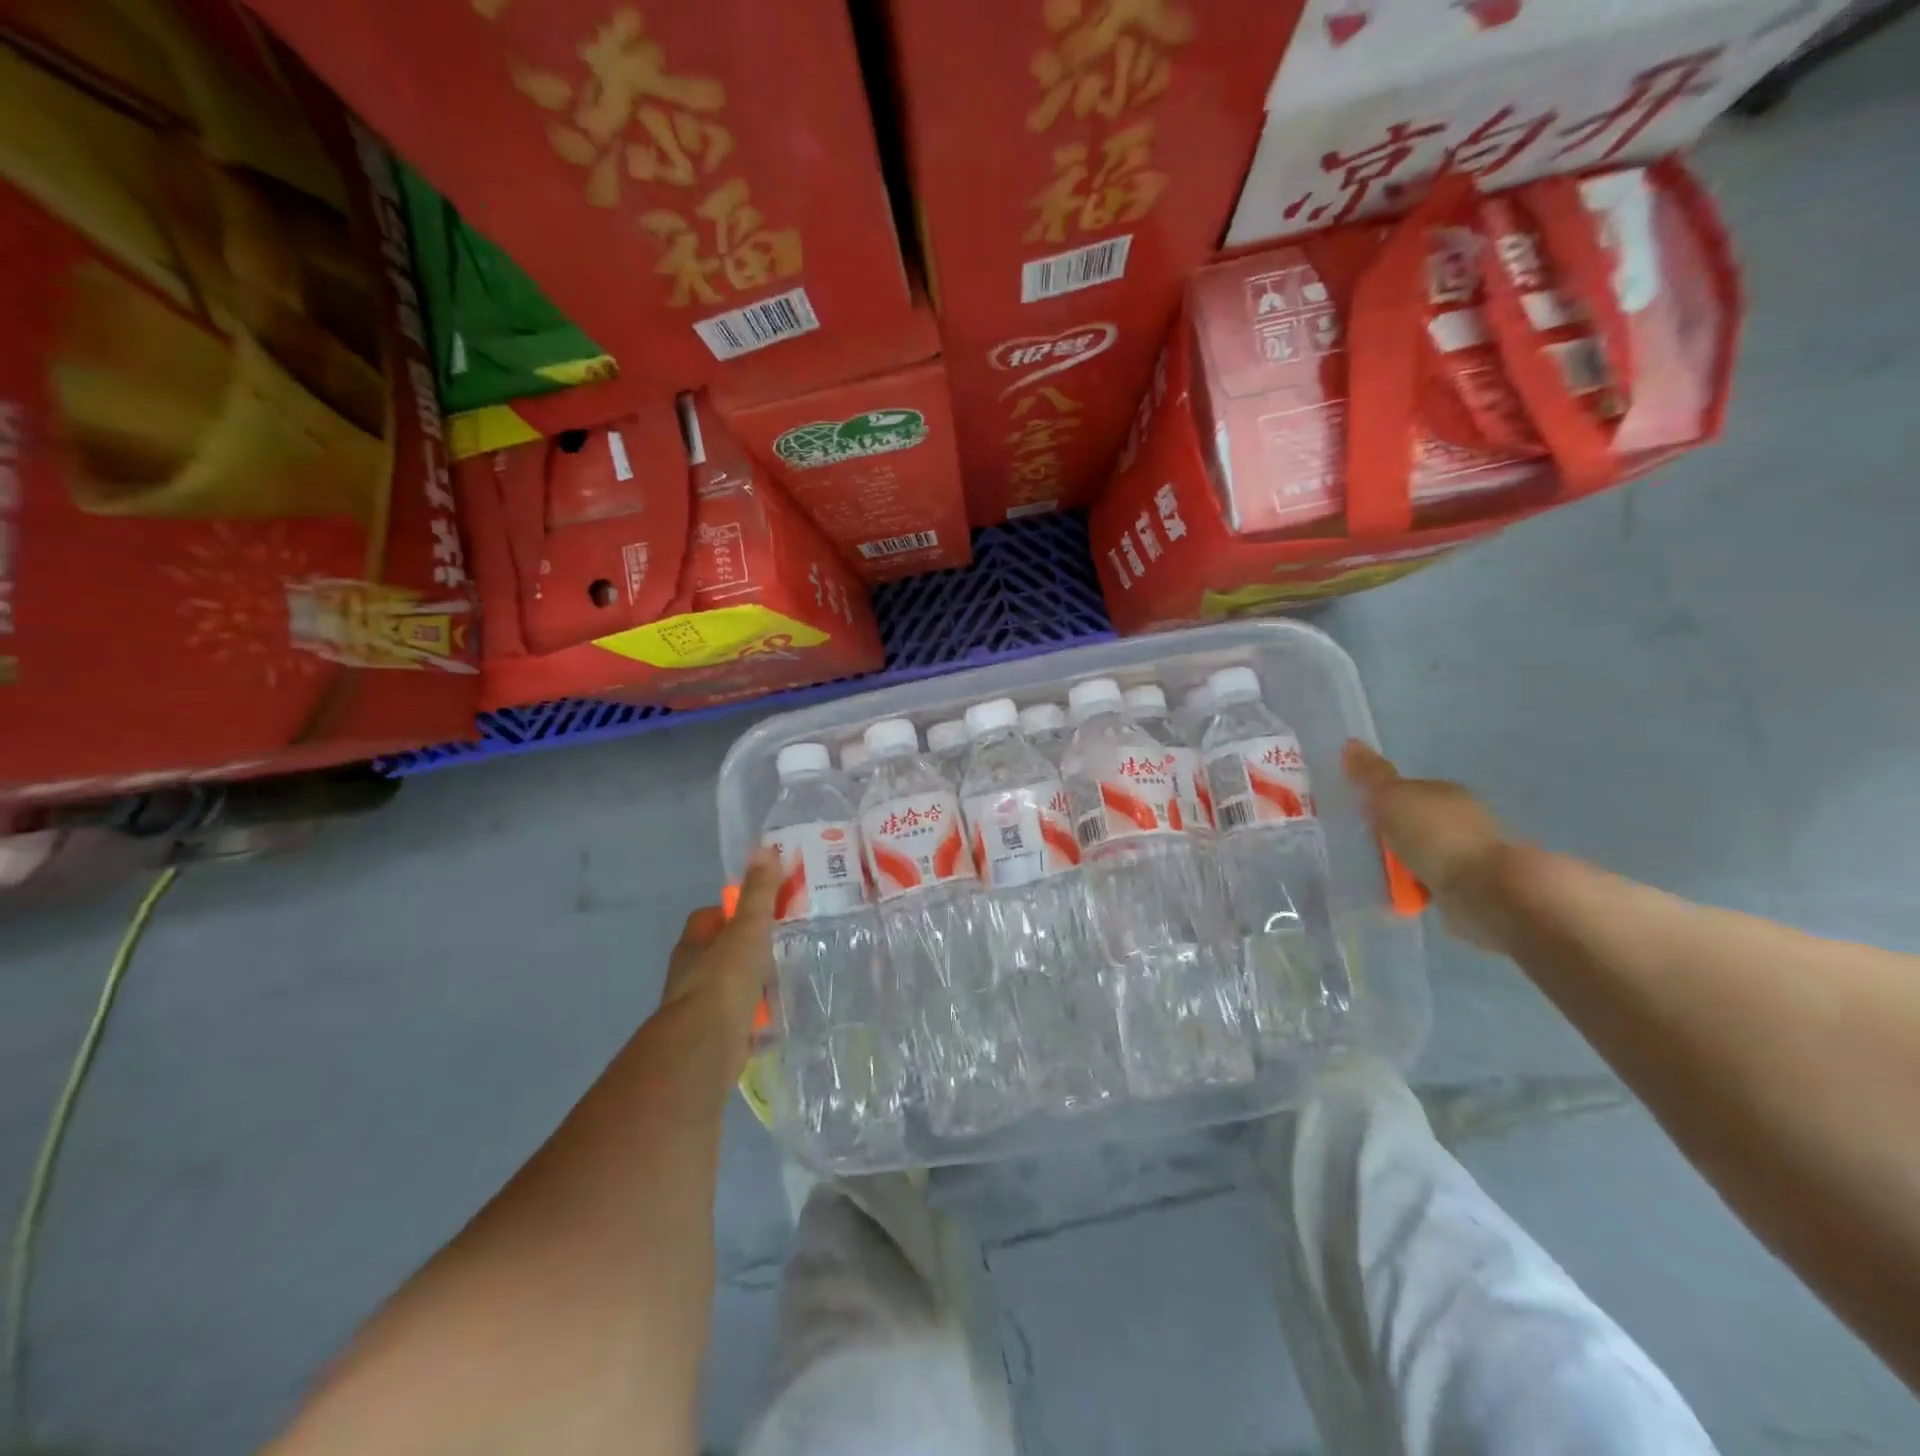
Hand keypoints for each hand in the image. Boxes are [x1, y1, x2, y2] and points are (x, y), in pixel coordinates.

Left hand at [660, 846, 780, 1087]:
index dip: (733, 911)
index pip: (708, 918)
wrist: (704, 1049)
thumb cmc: (724, 980)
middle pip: (720, 953)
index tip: (761, 912)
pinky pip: (738, 1020)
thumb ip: (758, 894)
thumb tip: (764, 850)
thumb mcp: (748, 930)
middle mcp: (689, 974)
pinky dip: (755, 1019)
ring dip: (751, 985)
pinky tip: (777, 1018)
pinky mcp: (713, 1038)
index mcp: (692, 945)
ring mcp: (698, 1009)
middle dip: (746, 950)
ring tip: (785, 979)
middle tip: (781, 945)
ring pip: (729, 987)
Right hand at [1343, 741, 1514, 949]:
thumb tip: (1351, 743)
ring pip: (1426, 853)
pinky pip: (1433, 883)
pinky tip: (1399, 895)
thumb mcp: (1392, 799)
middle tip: (1362, 846)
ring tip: (1377, 875)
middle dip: (1394, 832)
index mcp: (1446, 792)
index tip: (1359, 816)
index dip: (1383, 801)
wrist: (1487, 891)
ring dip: (1406, 862)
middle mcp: (1462, 818)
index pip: (1409, 790)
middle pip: (1417, 821)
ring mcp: (1470, 855)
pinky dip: (1418, 886)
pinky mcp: (1473, 888)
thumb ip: (1370, 776)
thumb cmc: (1435, 836)